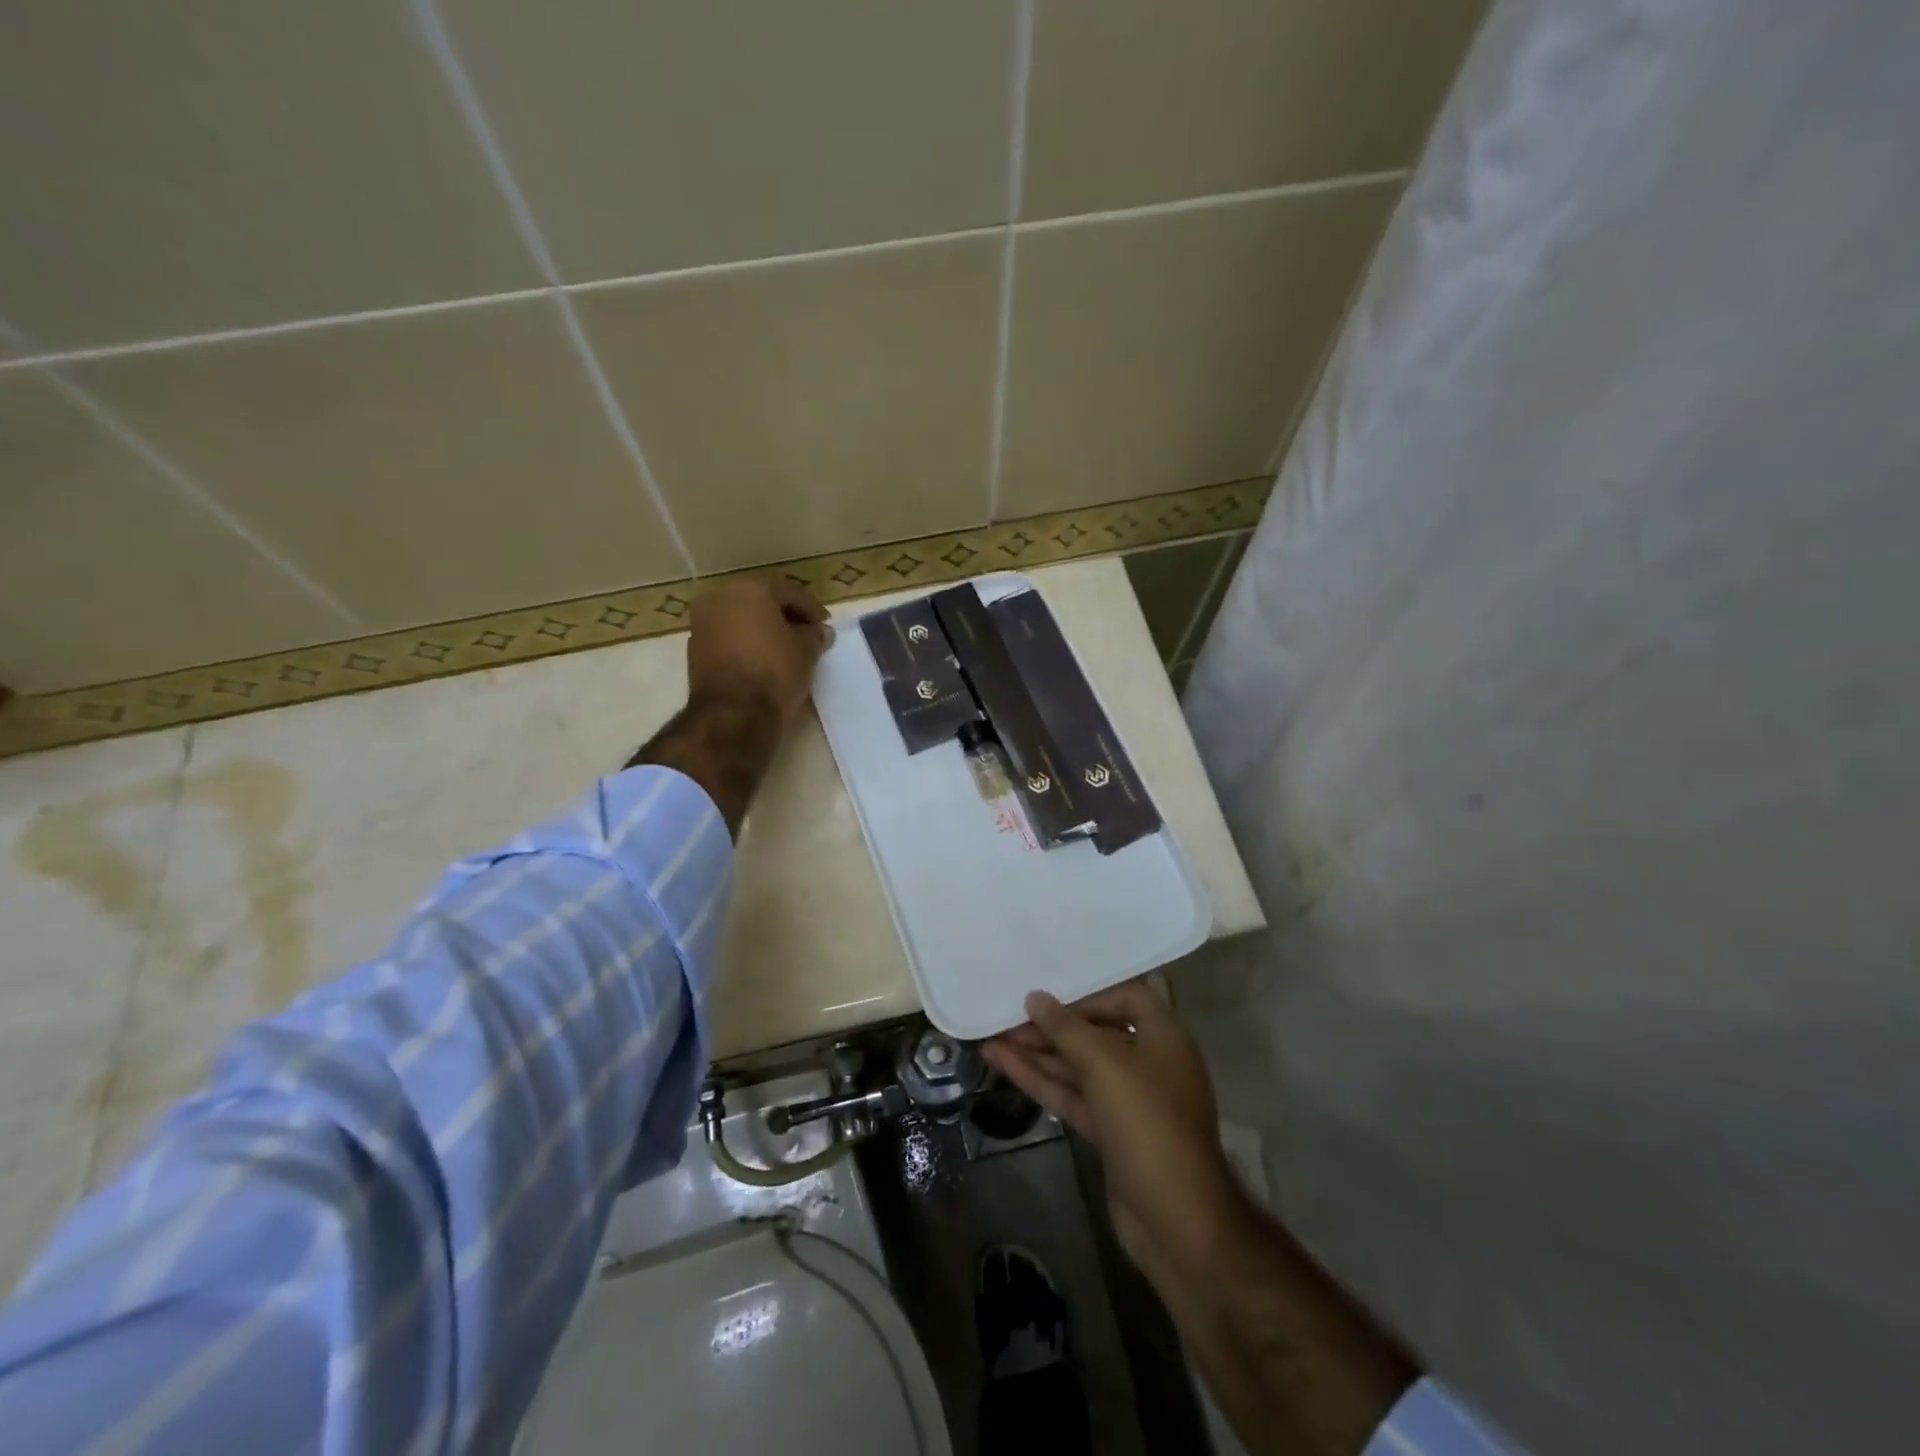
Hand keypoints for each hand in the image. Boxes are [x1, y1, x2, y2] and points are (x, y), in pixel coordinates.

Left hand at [686, 580, 831, 723]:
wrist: (733, 713)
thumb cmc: (775, 671)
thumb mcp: (806, 652)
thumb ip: (814, 636)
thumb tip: (820, 632)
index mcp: (750, 589)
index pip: (789, 593)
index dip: (811, 609)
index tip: (825, 625)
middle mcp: (721, 598)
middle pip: (761, 602)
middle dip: (785, 616)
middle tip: (806, 634)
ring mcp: (702, 623)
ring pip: (741, 619)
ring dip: (763, 630)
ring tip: (786, 649)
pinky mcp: (695, 650)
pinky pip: (728, 638)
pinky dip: (746, 644)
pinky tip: (763, 660)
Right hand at [982, 979, 1245, 1277]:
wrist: (1176, 1220)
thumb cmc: (1148, 1123)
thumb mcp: (1106, 1065)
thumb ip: (1067, 1029)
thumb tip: (1035, 997)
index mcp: (1163, 1037)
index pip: (1126, 997)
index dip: (1088, 993)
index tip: (1049, 994)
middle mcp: (1147, 1062)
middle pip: (1095, 1032)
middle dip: (1051, 1026)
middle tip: (1006, 1016)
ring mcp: (1127, 1100)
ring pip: (1077, 1066)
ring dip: (1037, 1052)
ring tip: (992, 1037)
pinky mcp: (1108, 1131)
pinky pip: (1071, 1094)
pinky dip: (1040, 1080)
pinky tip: (1003, 1064)